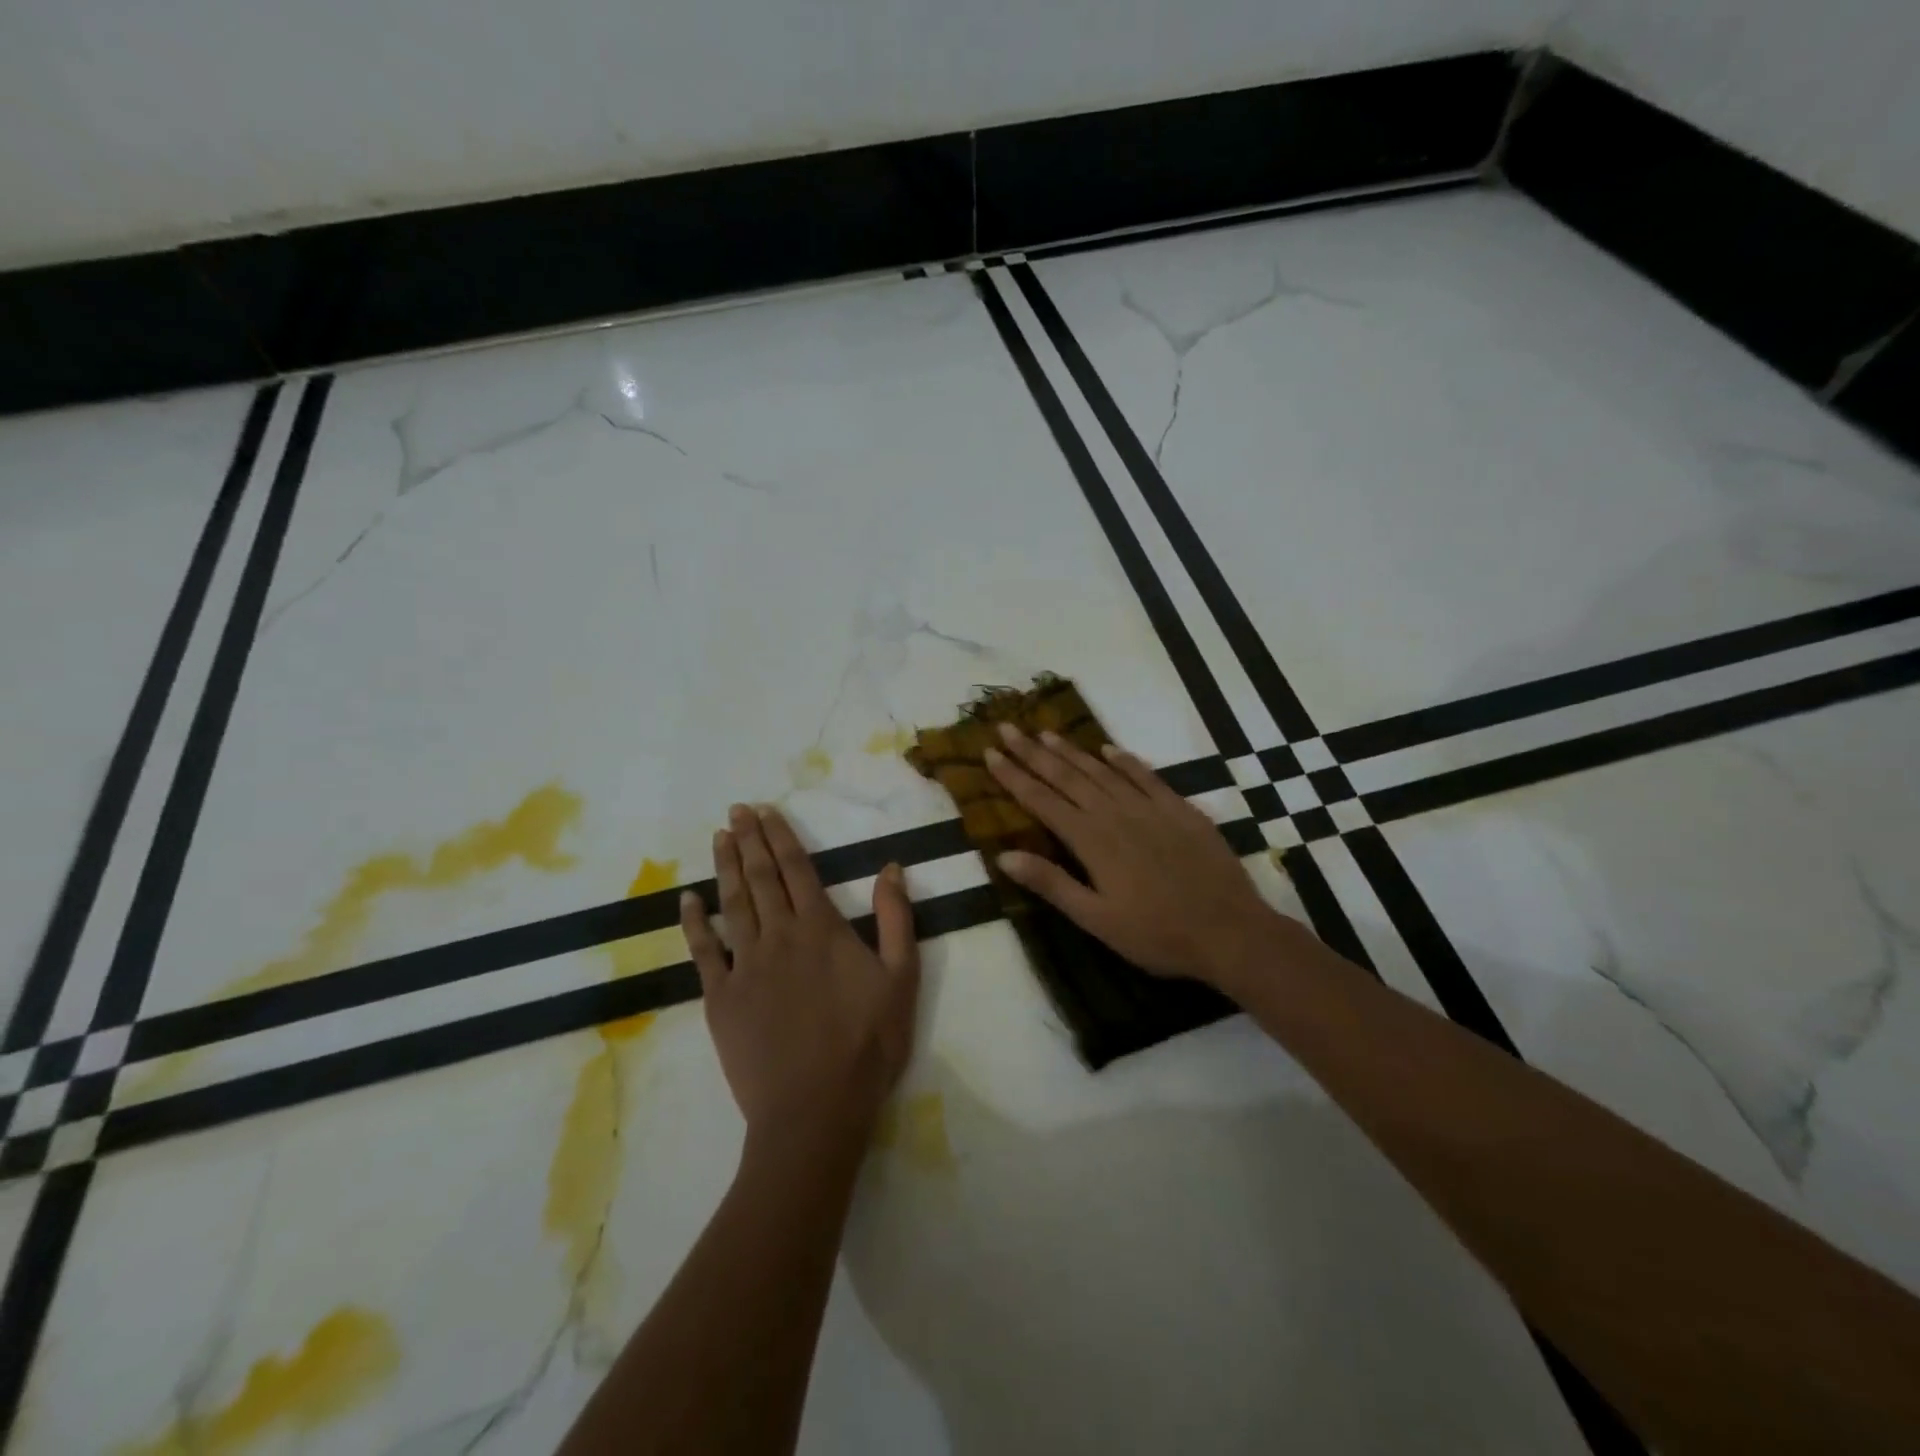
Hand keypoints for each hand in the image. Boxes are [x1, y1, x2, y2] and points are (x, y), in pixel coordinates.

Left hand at [680, 805, 919, 1150]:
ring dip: (724, 867)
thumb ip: (895, 919)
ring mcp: (745, 966)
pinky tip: (687, 900)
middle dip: (748, 840)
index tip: (764, 811)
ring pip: (731, 904)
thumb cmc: (867, 1044)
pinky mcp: (721, 998)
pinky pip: (703, 951)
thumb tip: (891, 867)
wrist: (815, 1109)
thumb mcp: (901, 978)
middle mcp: (779, 936)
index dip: (780, 837)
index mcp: (820, 928)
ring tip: (719, 837)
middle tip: (736, 810)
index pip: (796, 869)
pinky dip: (694, 923)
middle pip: (759, 877)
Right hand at [985, 725, 1307, 992]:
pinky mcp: (1179, 809)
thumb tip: (1004, 855)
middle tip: (1008, 727)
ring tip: (1046, 732)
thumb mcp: (1096, 919)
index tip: (990, 752)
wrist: (1229, 931)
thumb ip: (1051, 884)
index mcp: (1091, 841)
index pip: (1041, 800)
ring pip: (1101, 770)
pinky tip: (1109, 749)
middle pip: (1066, 776)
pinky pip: (1146, 775)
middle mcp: (1115, 814)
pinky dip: (1125, 760)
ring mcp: (1149, 807)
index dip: (1013, 776)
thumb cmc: (1157, 934)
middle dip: (1033, 751)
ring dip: (1071, 751)